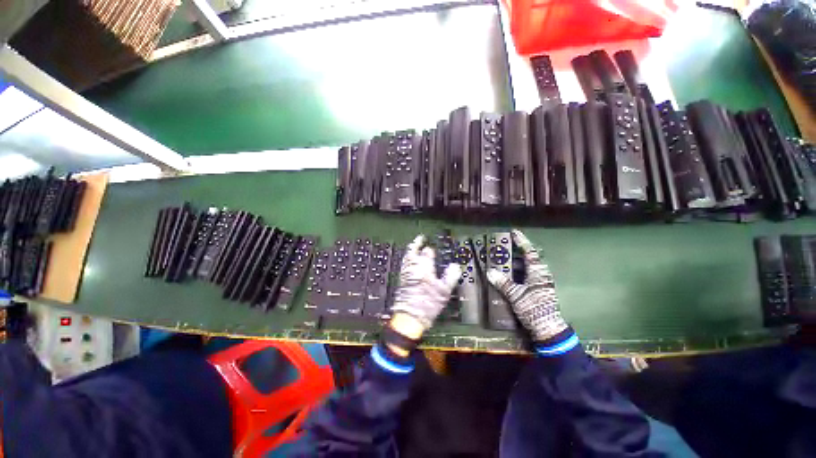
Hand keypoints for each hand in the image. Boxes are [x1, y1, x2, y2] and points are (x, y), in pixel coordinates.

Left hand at [389, 235, 461, 335]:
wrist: (410, 316)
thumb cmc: (428, 303)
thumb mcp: (444, 291)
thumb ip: (451, 276)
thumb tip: (455, 266)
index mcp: (425, 267)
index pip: (428, 252)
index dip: (432, 249)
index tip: (434, 248)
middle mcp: (414, 267)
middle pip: (413, 250)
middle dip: (417, 243)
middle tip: (420, 238)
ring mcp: (406, 272)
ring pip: (407, 256)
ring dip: (411, 249)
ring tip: (414, 246)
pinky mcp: (402, 279)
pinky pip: (404, 264)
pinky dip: (407, 259)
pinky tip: (409, 261)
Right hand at [486, 229, 567, 341]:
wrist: (547, 328)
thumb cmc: (533, 308)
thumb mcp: (516, 295)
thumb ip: (503, 283)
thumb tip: (490, 271)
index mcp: (538, 272)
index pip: (530, 252)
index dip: (522, 241)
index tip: (514, 232)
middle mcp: (540, 275)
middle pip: (528, 258)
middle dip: (516, 251)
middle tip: (502, 246)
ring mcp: (539, 282)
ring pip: (526, 267)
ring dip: (515, 262)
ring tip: (501, 259)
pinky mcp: (537, 290)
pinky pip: (525, 275)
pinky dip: (516, 271)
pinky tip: (506, 274)